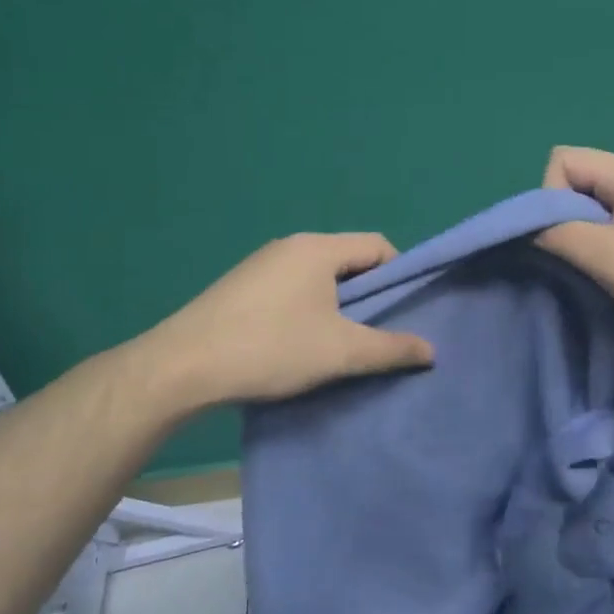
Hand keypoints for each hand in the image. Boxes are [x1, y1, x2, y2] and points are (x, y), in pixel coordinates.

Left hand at [142, 232, 434, 410]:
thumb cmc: (271, 348)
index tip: (400, 313)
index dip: (398, 276)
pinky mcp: (239, 287)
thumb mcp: (340, 353)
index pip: (377, 245)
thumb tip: (431, 351)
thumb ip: (391, 349)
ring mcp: (260, 265)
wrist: (181, 367)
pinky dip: (305, 310)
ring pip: (316, 278)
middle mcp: (290, 246)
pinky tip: (294, 346)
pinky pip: (289, 289)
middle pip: (347, 261)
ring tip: (335, 345)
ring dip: (334, 306)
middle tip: (372, 334)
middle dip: (366, 296)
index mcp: (318, 248)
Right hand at [534, 146, 613, 338]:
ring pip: (599, 203)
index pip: (561, 161)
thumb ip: (559, 235)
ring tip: (609, 267)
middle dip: (569, 218)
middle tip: (588, 257)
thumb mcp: (608, 257)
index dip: (550, 197)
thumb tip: (531, 228)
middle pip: (578, 180)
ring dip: (592, 234)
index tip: (568, 237)